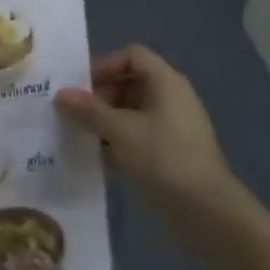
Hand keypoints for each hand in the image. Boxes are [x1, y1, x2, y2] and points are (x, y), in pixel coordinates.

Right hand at [56, 47, 252, 245]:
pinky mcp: (170, 154)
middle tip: (76, 115)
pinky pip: (137, 137)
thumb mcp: (119, 131)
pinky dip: (117, 142)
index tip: (82, 87)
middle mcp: (171, 99)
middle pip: (129, 83)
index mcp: (165, 83)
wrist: (209, 214)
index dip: (105, 65)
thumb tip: (61, 95)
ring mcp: (172, 128)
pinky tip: (97, 159)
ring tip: (80, 136)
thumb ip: (88, 110)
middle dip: (100, 96)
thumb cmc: (164, 158)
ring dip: (105, 121)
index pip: (132, 55)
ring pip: (131, 113)